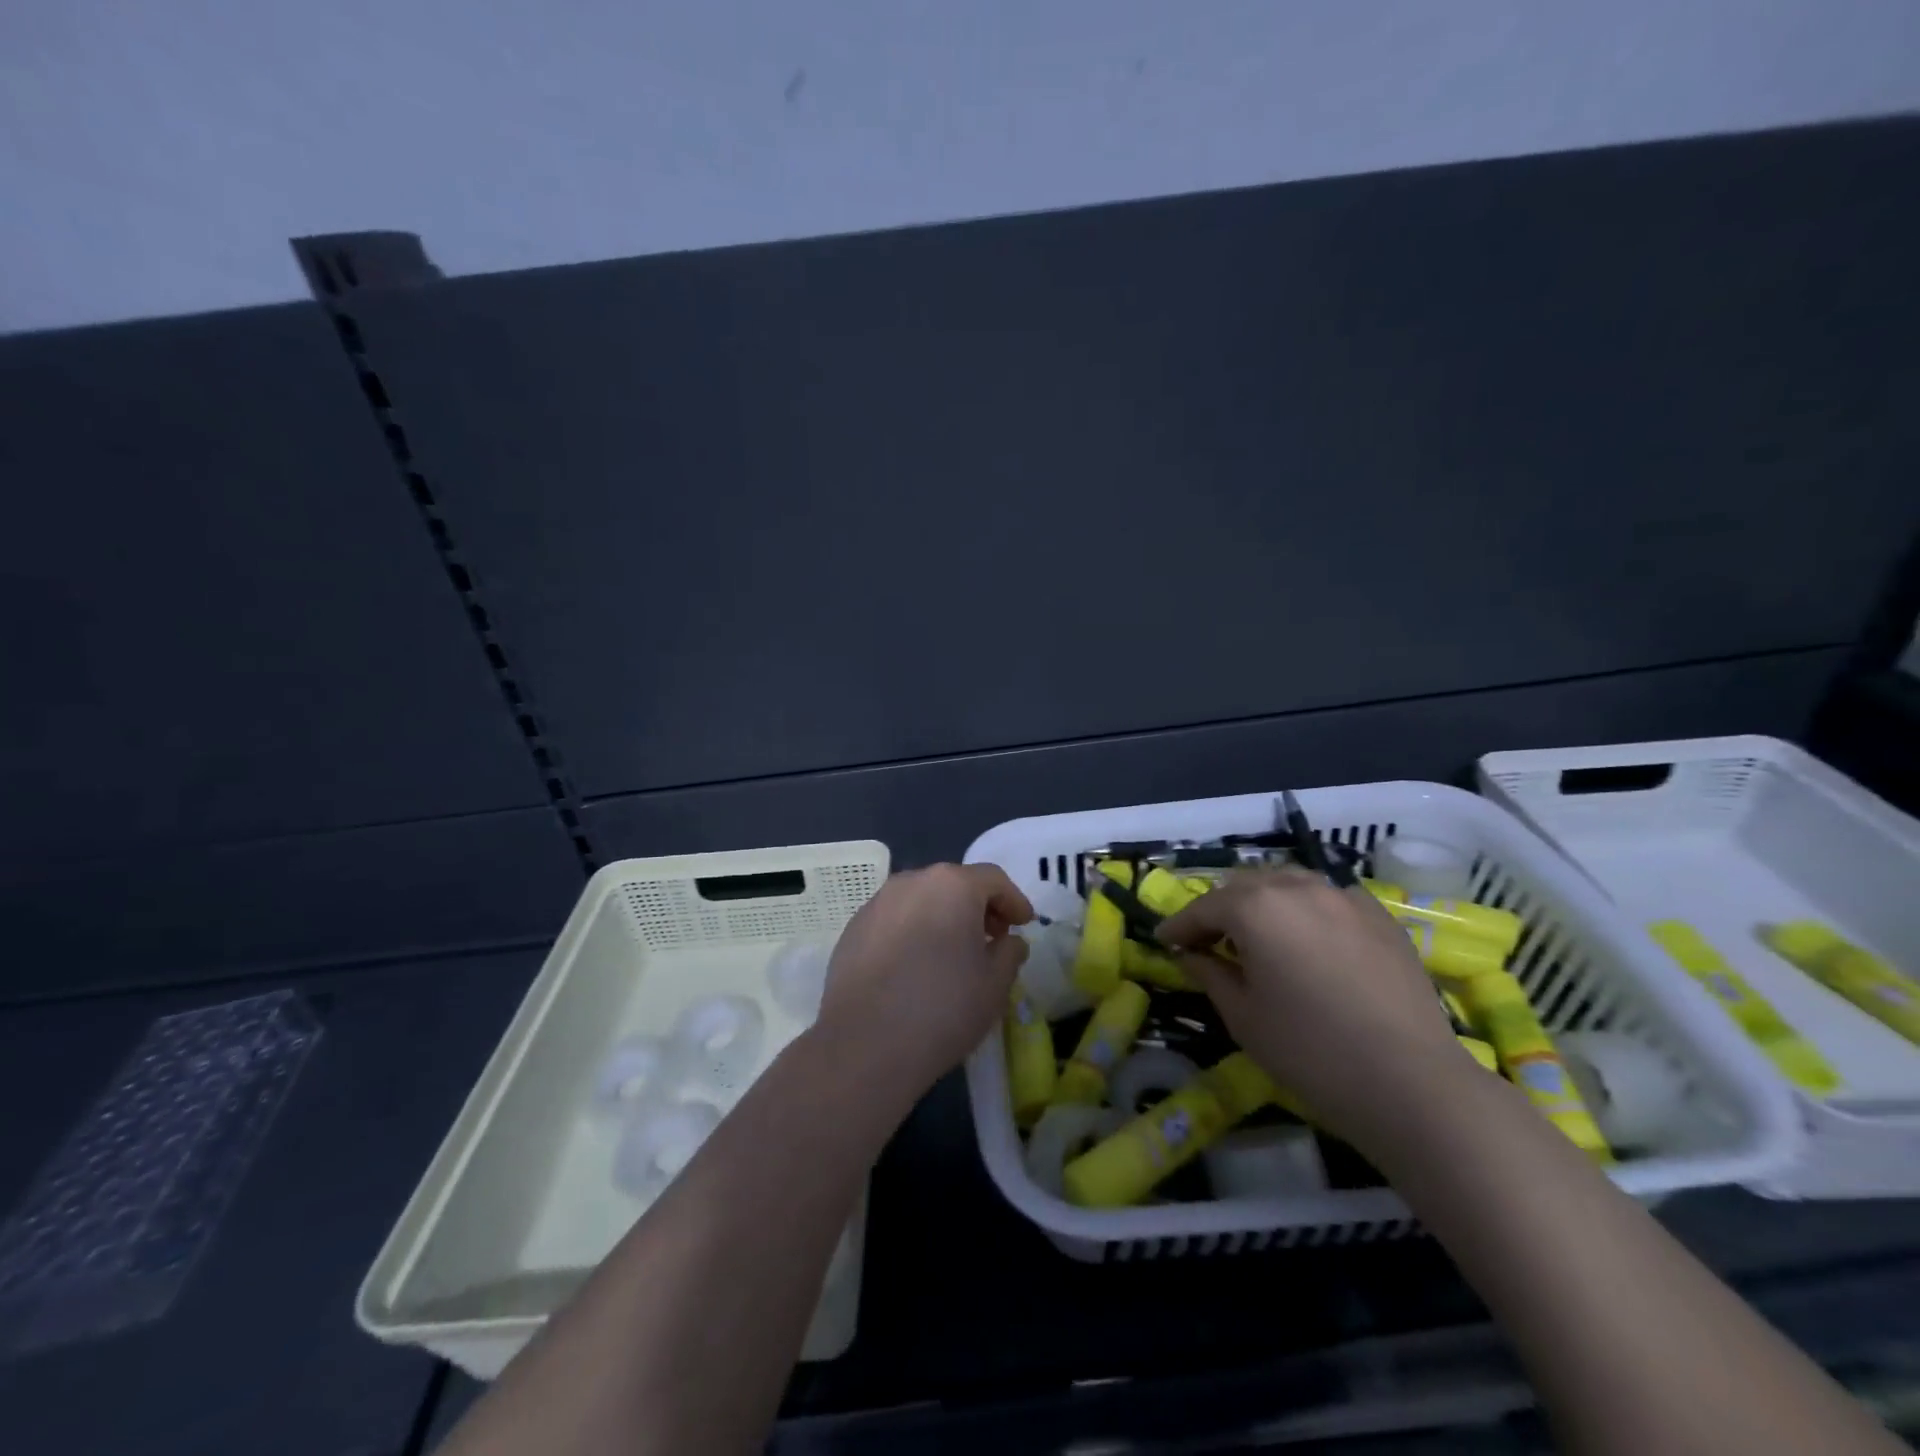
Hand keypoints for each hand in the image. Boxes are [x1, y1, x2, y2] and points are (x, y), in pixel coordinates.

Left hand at [814, 863, 1032, 1101]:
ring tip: (953, 953)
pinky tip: (916, 966)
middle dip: (978, 906)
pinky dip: (913, 931)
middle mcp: (912, 882)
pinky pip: (895, 920)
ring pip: (922, 899)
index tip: (1024, 924)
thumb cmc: (943, 1008)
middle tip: (993, 938)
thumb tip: (1009, 941)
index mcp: (952, 885)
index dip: (1013, 900)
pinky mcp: (853, 928)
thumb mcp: (995, 985)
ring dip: (943, 917)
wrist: (864, 1043)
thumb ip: (1010, 953)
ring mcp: (878, 903)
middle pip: (954, 883)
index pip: (993, 879)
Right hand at [1158, 867, 1475, 1144]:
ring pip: (1288, 882)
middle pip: (1245, 886)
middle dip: (1220, 909)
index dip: (1179, 925)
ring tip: (1258, 931)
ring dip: (1263, 900)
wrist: (1412, 1083)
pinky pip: (1328, 897)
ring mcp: (1344, 897)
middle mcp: (1297, 888)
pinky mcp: (1380, 916)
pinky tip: (1309, 937)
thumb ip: (1209, 974)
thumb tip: (1191, 954)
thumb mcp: (1243, 1017)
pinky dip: (1306, 908)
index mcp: (1256, 908)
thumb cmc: (1311, 1052)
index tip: (1164, 941)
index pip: (1204, 907)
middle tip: (1208, 940)